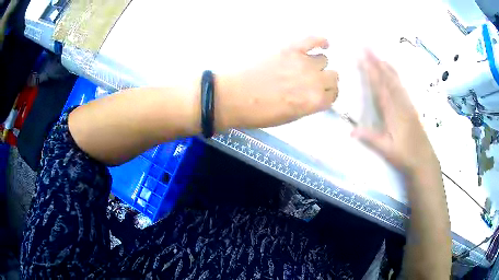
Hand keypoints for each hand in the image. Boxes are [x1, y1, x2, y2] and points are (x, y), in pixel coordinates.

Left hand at [215, 37, 338, 129]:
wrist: (233, 96)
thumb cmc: (259, 113)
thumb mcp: (289, 117)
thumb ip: (308, 105)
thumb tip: (316, 95)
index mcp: (314, 101)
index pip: (333, 95)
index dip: (328, 94)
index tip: (322, 93)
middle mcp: (314, 80)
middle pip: (333, 76)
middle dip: (326, 81)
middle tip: (312, 82)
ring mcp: (302, 61)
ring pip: (324, 59)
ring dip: (317, 64)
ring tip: (304, 66)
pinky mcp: (290, 48)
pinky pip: (313, 40)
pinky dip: (321, 41)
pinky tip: (323, 44)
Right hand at [351, 51, 438, 174]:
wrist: (424, 160)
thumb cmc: (405, 156)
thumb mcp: (387, 150)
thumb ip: (370, 139)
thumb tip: (350, 131)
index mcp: (393, 113)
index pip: (380, 87)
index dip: (371, 71)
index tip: (362, 57)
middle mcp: (400, 104)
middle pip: (387, 78)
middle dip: (377, 61)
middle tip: (367, 46)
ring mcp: (407, 104)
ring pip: (396, 80)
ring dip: (386, 65)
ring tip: (378, 53)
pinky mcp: (411, 106)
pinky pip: (402, 86)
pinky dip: (395, 74)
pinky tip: (393, 70)